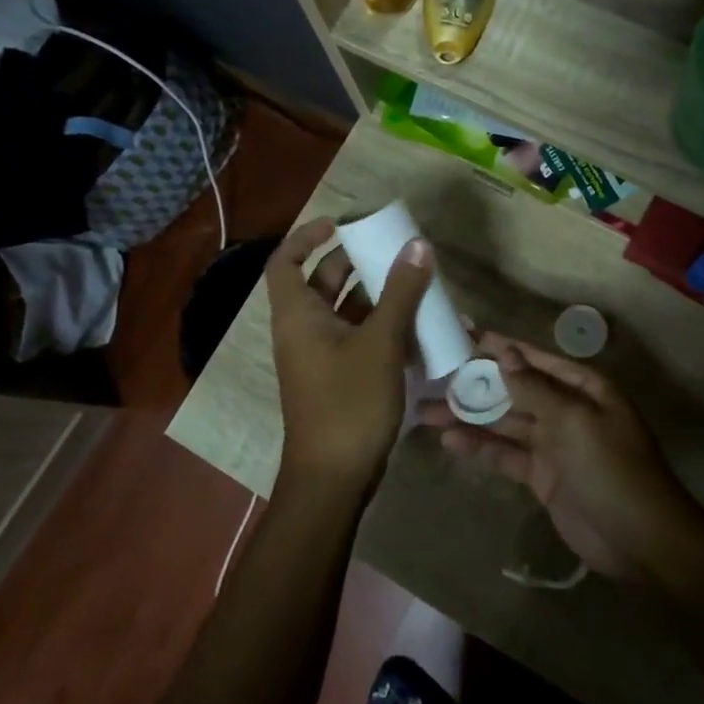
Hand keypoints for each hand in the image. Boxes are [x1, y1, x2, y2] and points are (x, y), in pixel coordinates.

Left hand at [267, 218, 432, 496]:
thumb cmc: (349, 403)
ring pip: (344, 311)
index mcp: (297, 316)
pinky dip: (379, 326)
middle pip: (322, 282)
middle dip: (355, 263)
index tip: (340, 225)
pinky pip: (356, 338)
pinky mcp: (337, 378)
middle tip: (392, 250)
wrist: (334, 478)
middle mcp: (302, 331)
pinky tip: (414, 325)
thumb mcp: (380, 343)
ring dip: (374, 295)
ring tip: (413, 282)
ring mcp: (319, 357)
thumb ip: (400, 292)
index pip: (285, 262)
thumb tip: (418, 245)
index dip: (307, 237)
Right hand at [419, 333, 703, 582]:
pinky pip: (506, 454)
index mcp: (582, 387)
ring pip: (504, 422)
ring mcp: (553, 443)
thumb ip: (534, 388)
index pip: (532, 359)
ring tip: (425, 411)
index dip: (498, 346)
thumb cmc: (611, 468)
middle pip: (513, 389)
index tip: (461, 333)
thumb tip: (505, 352)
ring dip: (469, 417)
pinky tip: (450, 441)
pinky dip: (480, 448)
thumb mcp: (573, 421)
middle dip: (475, 384)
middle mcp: (566, 409)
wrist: (640, 540)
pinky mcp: (542, 475)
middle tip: (431, 376)